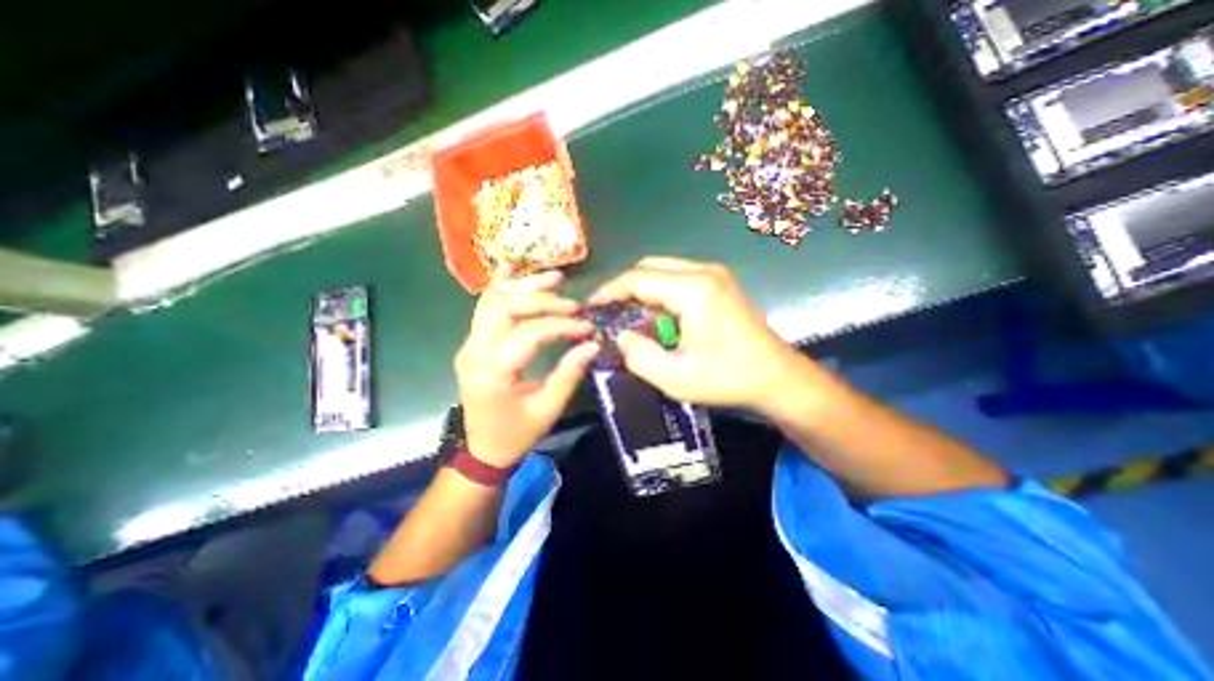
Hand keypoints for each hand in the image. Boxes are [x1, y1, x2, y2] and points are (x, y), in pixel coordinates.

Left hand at [453, 272, 598, 468]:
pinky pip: (486, 307)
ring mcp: (468, 344)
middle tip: (571, 303)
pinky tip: (524, 279)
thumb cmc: (516, 434)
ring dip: (523, 286)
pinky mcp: (472, 343)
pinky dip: (507, 290)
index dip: (561, 325)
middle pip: (503, 306)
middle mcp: (474, 352)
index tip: (587, 327)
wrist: (482, 450)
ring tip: (554, 280)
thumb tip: (592, 344)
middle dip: (540, 298)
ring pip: (491, 300)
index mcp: (493, 373)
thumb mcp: (548, 409)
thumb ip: (569, 374)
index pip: (528, 334)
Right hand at [586, 257, 809, 411]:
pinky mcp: (720, 284)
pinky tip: (657, 316)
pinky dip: (661, 292)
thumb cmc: (728, 378)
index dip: (610, 291)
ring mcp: (715, 275)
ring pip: (664, 270)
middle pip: (650, 266)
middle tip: (610, 312)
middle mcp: (704, 272)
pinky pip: (679, 278)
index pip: (638, 279)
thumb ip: (639, 356)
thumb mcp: (675, 378)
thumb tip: (622, 336)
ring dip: (643, 289)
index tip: (592, 306)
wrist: (777, 377)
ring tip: (630, 316)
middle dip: (625, 287)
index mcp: (693, 290)